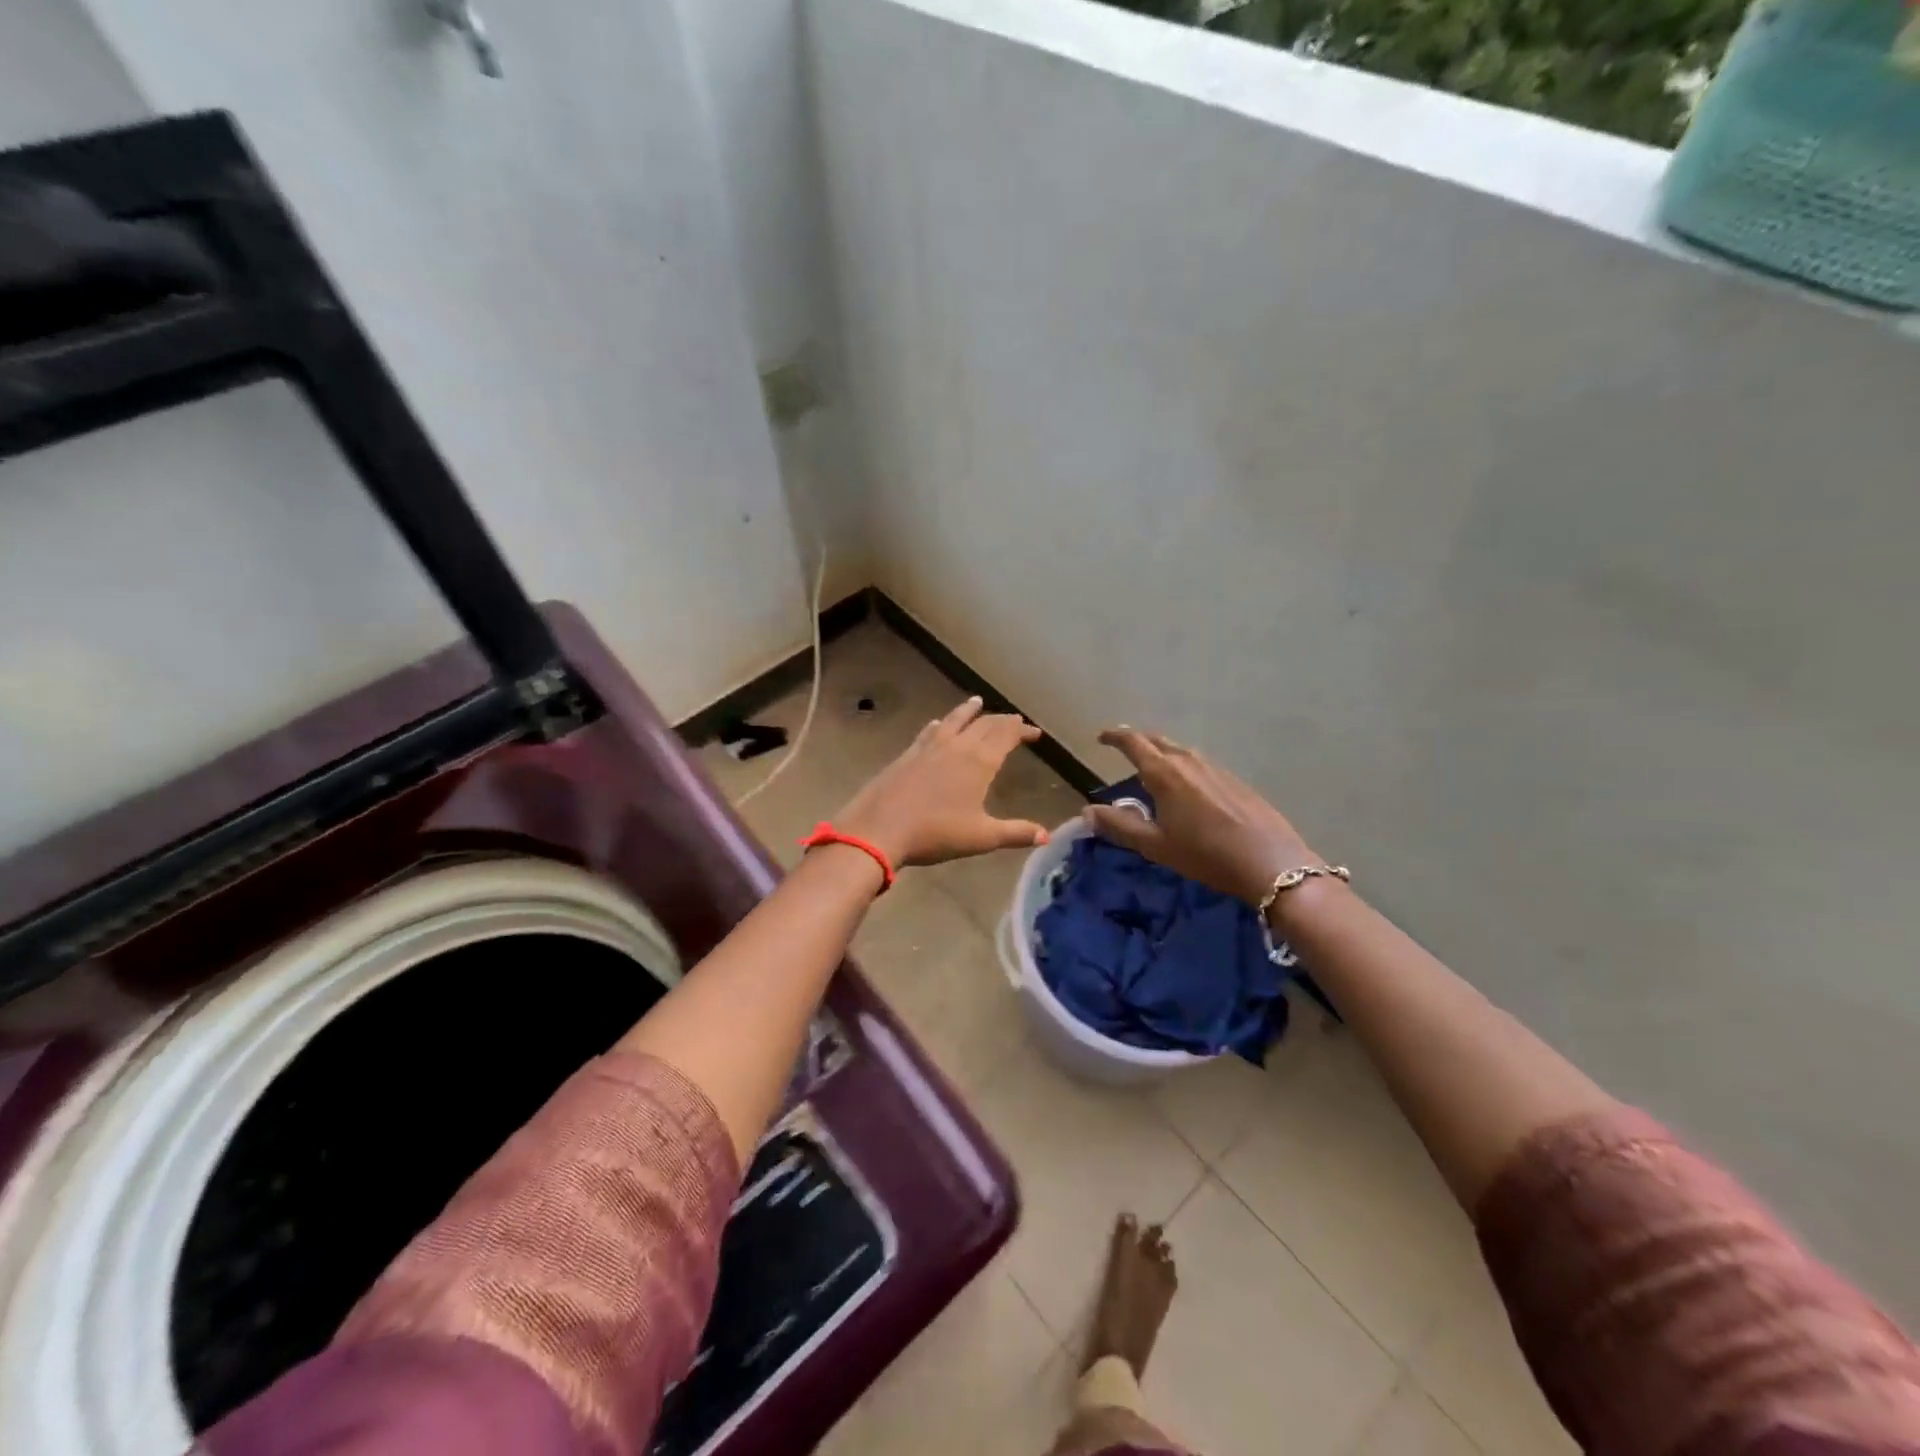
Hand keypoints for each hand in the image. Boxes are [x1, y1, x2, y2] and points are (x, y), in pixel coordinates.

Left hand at [833, 697, 1050, 868]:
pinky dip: (940, 724)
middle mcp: (957, 745)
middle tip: (1014, 720)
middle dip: (1002, 720)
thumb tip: (1046, 836)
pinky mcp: (908, 753)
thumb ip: (1016, 833)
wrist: (879, 829)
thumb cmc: (936, 833)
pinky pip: (930, 731)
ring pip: (954, 720)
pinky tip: (937, 724)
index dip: (1022, 730)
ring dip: (969, 711)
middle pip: (984, 724)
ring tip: (977, 702)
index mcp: (979, 761)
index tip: (1034, 732)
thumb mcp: (981, 837)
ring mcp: (929, 746)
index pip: (1006, 735)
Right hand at [1084, 727, 1315, 904]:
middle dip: (1138, 741)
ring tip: (1153, 768)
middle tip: (1124, 749)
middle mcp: (1189, 762)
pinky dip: (1184, 767)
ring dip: (1162, 754)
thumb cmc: (1205, 854)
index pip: (1133, 742)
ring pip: (1181, 751)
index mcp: (1164, 773)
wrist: (1270, 862)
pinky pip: (1200, 764)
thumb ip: (1119, 825)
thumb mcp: (1155, 845)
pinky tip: (1188, 788)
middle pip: (1158, 741)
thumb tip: (1087, 811)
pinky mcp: (1235, 780)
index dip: (1115, 737)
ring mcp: (1216, 768)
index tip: (1101, 738)